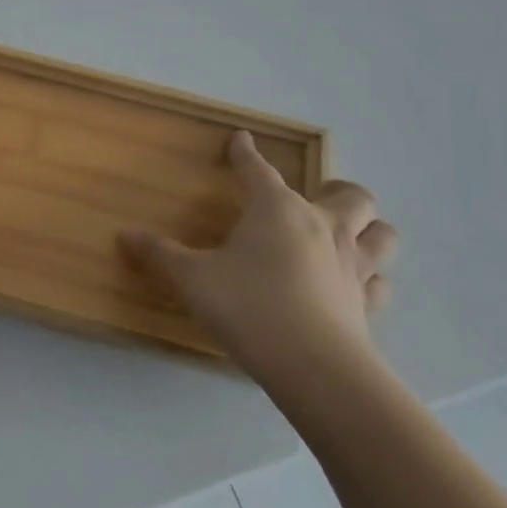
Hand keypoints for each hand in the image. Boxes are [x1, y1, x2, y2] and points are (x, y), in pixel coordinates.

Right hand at [119, 131, 396, 386]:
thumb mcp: (191, 279)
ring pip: (382, 234)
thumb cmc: (249, 307)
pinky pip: (379, 282)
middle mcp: (322, 227)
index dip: (246, 153)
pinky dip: (370, 277)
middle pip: (351, 195)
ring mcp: (352, 266)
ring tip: (349, 233)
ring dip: (369, 228)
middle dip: (337, 189)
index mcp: (277, 210)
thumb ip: (159, 255)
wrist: (315, 368)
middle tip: (318, 194)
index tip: (241, 139)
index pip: (258, 170)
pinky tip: (353, 284)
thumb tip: (125, 236)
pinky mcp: (367, 304)